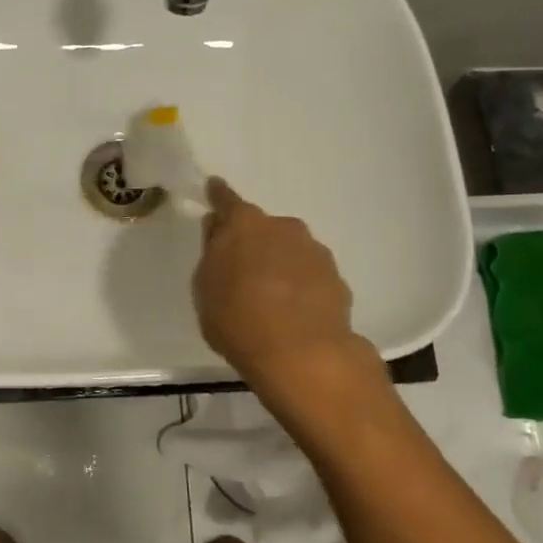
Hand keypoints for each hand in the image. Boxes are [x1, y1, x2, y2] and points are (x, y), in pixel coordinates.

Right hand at [192, 178, 372, 403]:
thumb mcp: (205, 288)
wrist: (302, 354)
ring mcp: (315, 251)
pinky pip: (309, 275)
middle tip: (240, 270)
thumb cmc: (238, 318)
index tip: (214, 188)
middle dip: (253, 241)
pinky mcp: (337, 279)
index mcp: (245, 224)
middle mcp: (284, 227)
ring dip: (279, 264)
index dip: (218, 196)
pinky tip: (294, 313)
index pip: (226, 200)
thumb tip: (219, 231)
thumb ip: (212, 253)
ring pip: (290, 250)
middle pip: (262, 228)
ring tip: (269, 297)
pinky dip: (300, 286)